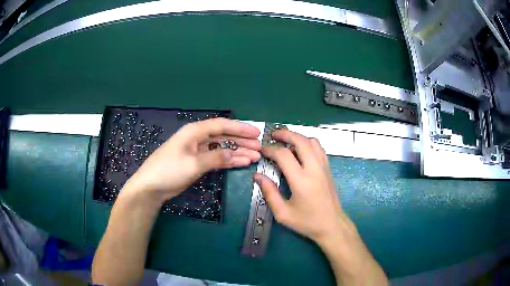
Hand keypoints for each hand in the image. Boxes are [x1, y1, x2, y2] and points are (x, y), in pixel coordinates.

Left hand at [124, 118, 260, 202]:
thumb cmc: (169, 170)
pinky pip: (216, 158)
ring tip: (254, 156)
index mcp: (194, 131)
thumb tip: (236, 155)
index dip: (240, 128)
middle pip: (223, 136)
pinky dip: (228, 161)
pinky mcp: (196, 162)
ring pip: (221, 148)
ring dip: (237, 152)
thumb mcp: (193, 164)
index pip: (221, 125)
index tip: (256, 133)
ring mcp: (197, 151)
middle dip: (242, 141)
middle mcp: (197, 138)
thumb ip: (216, 158)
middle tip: (259, 147)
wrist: (151, 186)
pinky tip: (241, 163)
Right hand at [254, 129, 387, 284]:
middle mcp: (314, 169)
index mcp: (301, 180)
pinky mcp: (328, 169)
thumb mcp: (283, 213)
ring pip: (312, 141)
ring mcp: (324, 167)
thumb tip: (257, 176)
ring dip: (298, 137)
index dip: (270, 149)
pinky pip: (319, 148)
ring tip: (286, 141)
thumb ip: (269, 193)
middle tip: (273, 135)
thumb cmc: (307, 222)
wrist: (332, 225)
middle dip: (285, 134)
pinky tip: (301, 150)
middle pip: (301, 140)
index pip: (284, 155)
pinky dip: (308, 143)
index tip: (262, 150)